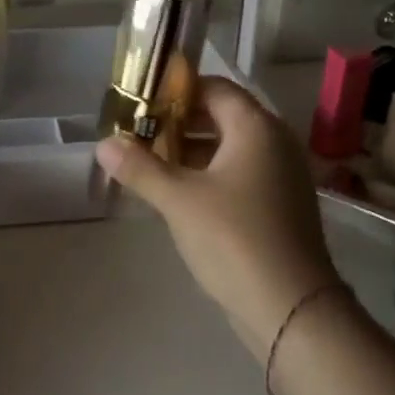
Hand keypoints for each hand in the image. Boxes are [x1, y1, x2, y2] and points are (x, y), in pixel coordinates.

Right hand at [96, 77, 340, 362]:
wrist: (290, 306)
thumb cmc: (234, 238)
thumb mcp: (179, 200)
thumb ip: (140, 168)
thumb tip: (104, 144)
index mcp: (256, 127)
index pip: (214, 88)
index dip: (175, 91)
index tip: (139, 102)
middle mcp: (275, 142)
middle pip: (221, 117)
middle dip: (178, 123)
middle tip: (137, 134)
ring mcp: (281, 175)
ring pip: (229, 149)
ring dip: (190, 152)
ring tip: (148, 163)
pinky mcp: (279, 205)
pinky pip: (239, 174)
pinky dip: (208, 175)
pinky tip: (177, 194)